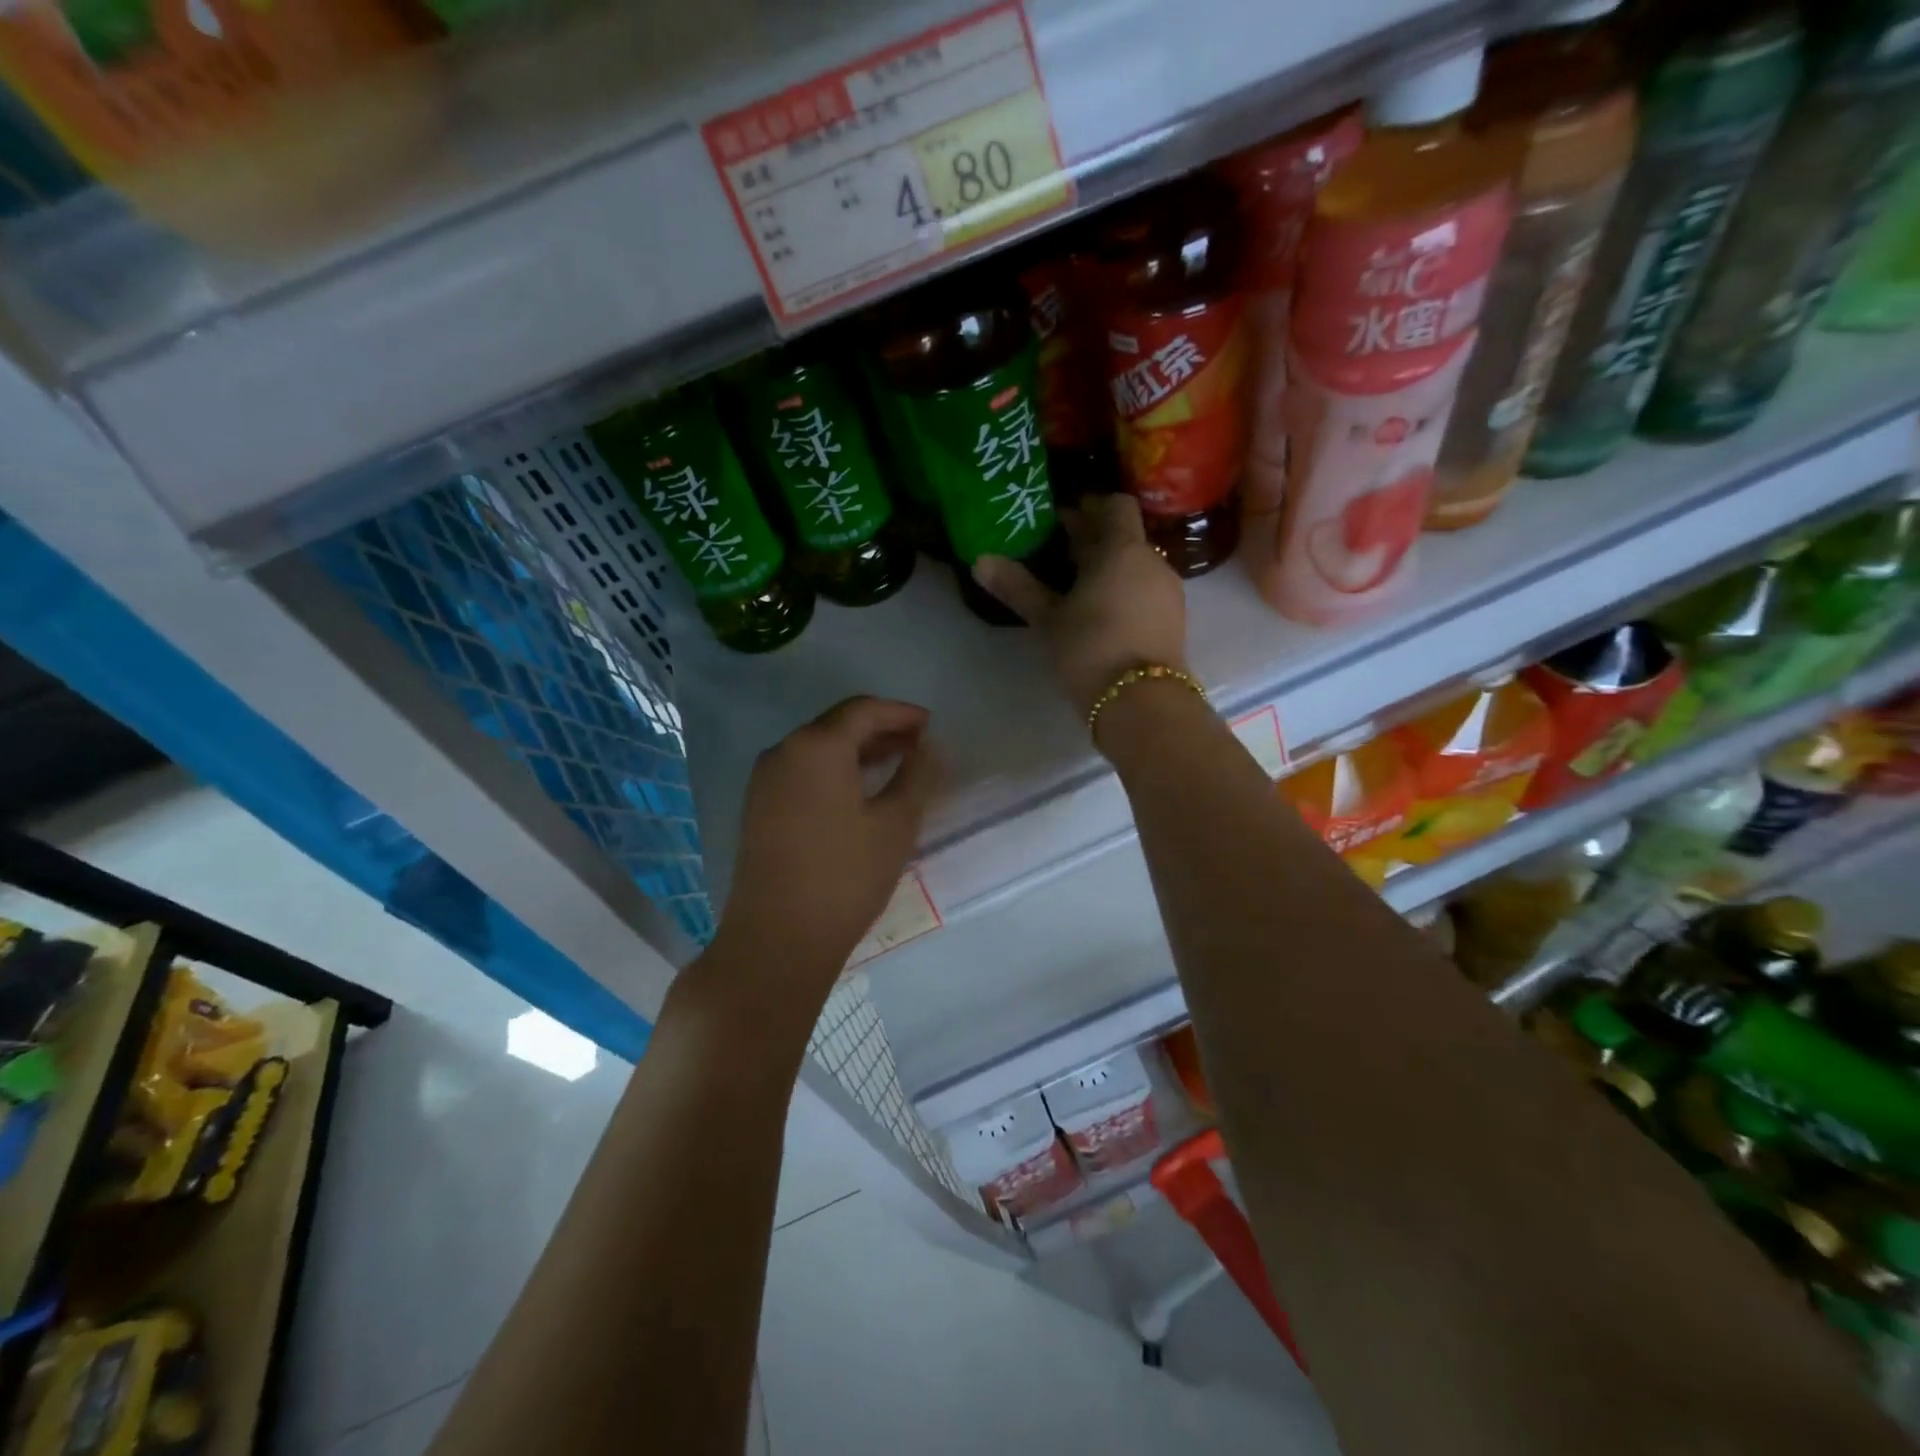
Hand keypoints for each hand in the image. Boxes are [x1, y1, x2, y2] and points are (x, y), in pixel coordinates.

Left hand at [714, 697, 938, 998]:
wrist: (778, 939)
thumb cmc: (846, 876)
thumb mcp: (896, 823)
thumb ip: (918, 775)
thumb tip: (930, 747)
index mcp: (816, 746)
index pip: (863, 710)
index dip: (901, 713)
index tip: (930, 726)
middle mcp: (784, 751)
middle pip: (837, 724)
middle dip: (881, 730)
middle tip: (918, 745)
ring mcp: (765, 780)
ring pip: (818, 749)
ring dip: (858, 751)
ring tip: (896, 765)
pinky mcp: (758, 807)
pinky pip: (802, 772)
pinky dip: (834, 771)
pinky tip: (858, 792)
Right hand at [973, 494, 1189, 716]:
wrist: (1142, 702)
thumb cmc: (1091, 648)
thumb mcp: (1048, 619)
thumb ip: (1017, 586)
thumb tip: (980, 561)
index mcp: (1123, 549)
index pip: (1116, 505)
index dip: (1090, 507)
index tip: (1061, 520)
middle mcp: (1153, 561)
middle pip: (1124, 537)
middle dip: (1092, 542)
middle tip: (1055, 555)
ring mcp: (1168, 592)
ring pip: (1136, 566)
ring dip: (1108, 570)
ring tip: (1074, 589)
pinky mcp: (1173, 621)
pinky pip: (1145, 591)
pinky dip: (1123, 592)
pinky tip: (1099, 615)